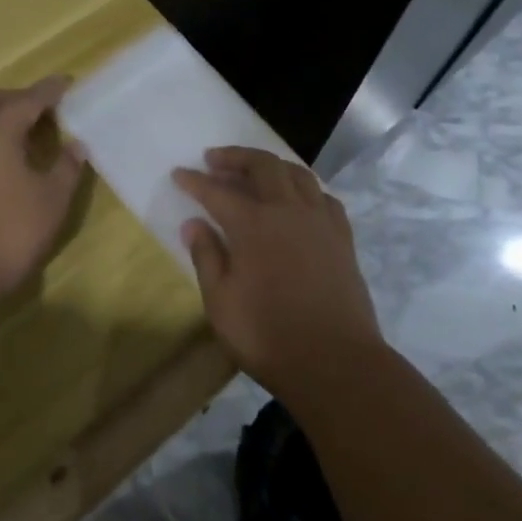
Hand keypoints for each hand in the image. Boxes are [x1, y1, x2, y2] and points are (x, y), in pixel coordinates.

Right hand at [173, 147, 383, 394]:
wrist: (336, 362)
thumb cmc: (268, 336)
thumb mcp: (221, 303)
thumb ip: (206, 257)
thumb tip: (193, 224)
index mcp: (253, 225)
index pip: (217, 191)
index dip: (195, 181)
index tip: (179, 173)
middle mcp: (288, 211)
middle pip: (263, 166)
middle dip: (235, 157)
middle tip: (215, 160)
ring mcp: (320, 221)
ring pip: (297, 174)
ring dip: (271, 165)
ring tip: (255, 171)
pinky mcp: (342, 238)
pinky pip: (323, 197)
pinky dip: (304, 188)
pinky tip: (297, 200)